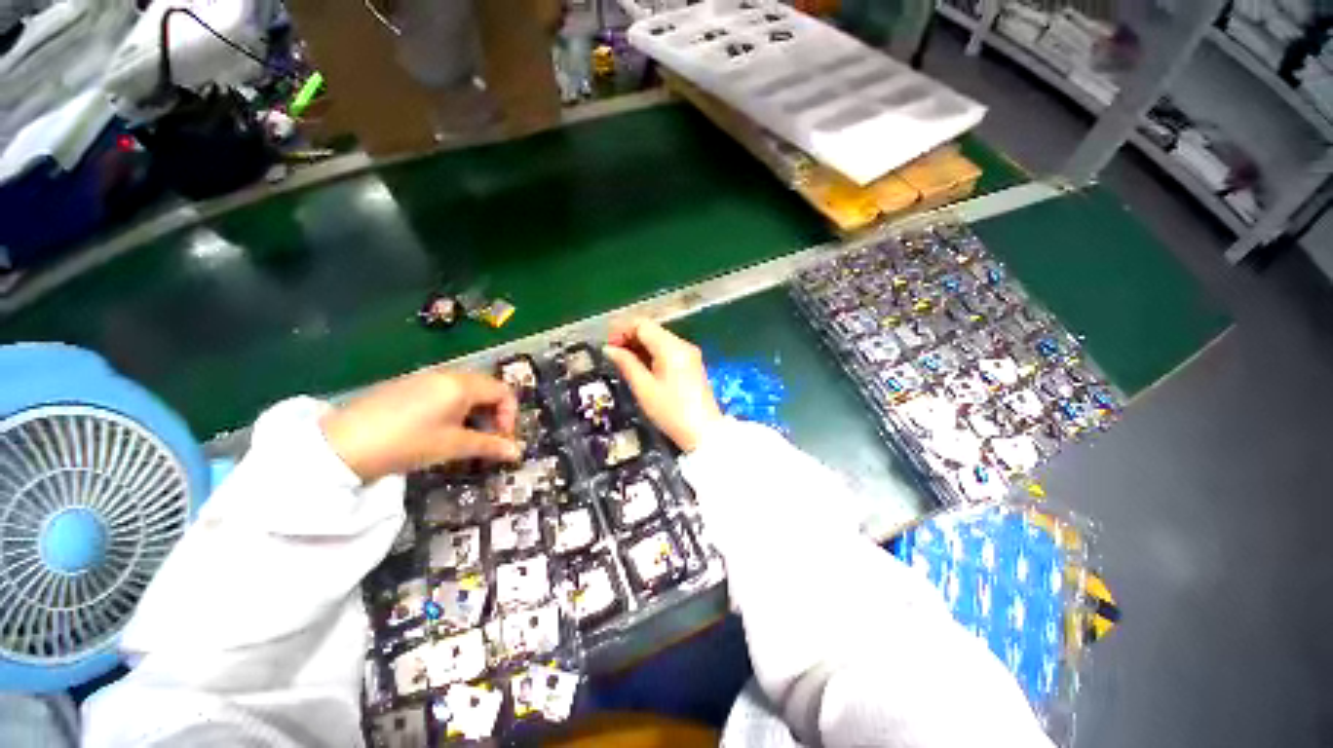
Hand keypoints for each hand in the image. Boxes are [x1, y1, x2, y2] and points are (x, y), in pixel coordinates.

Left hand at [321, 369, 520, 481]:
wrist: (340, 445)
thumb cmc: (407, 443)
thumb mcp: (453, 446)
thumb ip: (489, 446)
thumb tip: (518, 452)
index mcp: (462, 385)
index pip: (503, 392)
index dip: (510, 416)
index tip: (502, 440)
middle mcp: (447, 375)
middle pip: (486, 388)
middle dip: (494, 414)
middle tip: (487, 440)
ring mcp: (424, 378)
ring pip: (465, 390)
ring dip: (475, 412)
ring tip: (464, 437)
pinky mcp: (406, 386)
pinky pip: (444, 392)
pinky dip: (454, 408)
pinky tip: (439, 430)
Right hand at [603, 318, 721, 452]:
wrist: (703, 432)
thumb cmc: (670, 411)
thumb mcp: (644, 388)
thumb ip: (626, 363)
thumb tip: (609, 349)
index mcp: (671, 347)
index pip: (642, 325)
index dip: (622, 330)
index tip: (608, 346)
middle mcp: (682, 344)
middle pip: (652, 329)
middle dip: (630, 337)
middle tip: (613, 355)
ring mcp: (689, 353)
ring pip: (659, 339)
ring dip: (641, 346)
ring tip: (624, 362)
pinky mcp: (692, 363)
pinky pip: (668, 350)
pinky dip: (653, 354)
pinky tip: (642, 367)